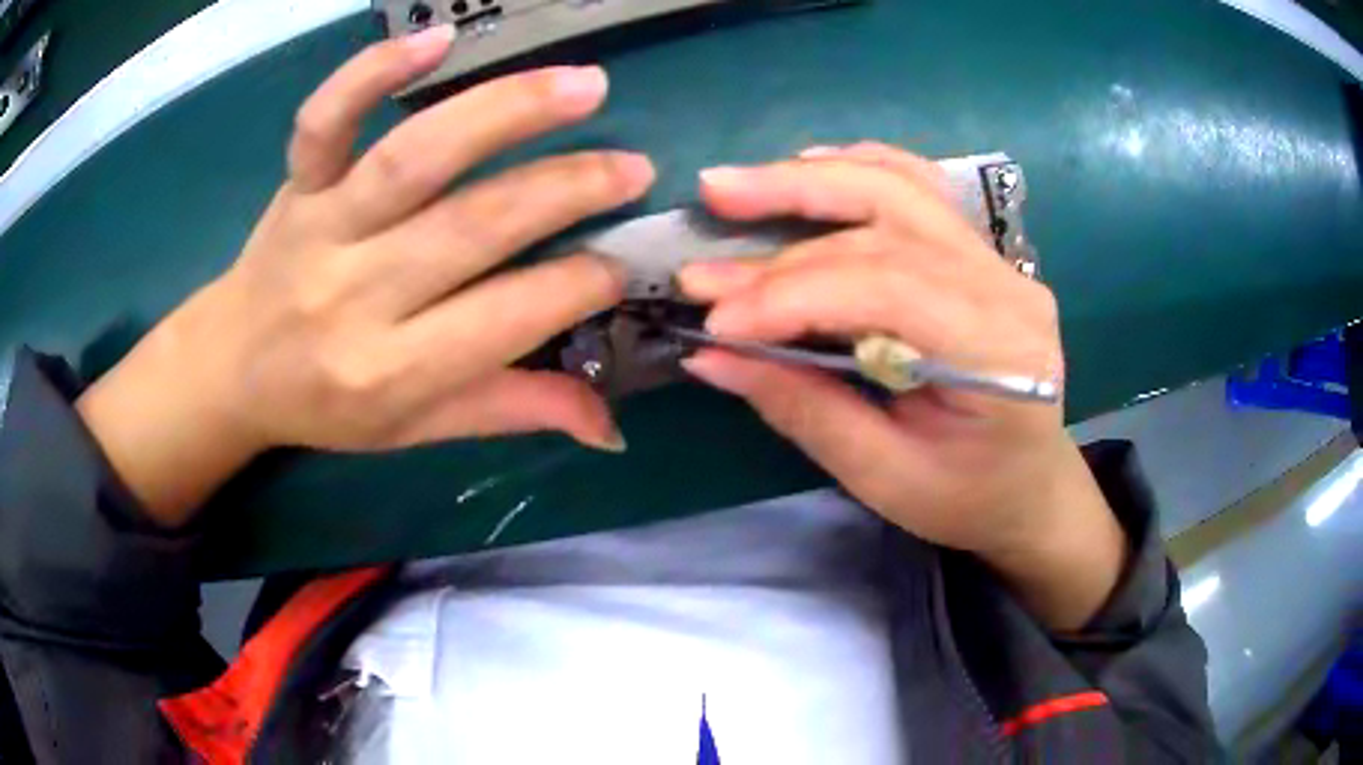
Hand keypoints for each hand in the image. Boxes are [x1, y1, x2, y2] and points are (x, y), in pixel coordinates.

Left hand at [76, 28, 654, 524]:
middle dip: (566, 190)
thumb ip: (513, 411)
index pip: (508, 319)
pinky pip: (325, 121)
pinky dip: (374, 71)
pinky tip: (439, 40)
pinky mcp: (296, 184)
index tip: (624, 262)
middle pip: (472, 226)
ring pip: (414, 157)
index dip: (578, 285)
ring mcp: (320, 228)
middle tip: (632, 166)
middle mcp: (355, 296)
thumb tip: (612, 427)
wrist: (232, 369)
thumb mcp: (418, 429)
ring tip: (585, 86)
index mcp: (391, 372)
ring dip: (505, 112)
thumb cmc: (327, 405)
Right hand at [678, 143, 1125, 629]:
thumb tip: (710, 355)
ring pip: (900, 187)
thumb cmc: (967, 497)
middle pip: (888, 221)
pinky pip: (916, 190)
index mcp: (997, 352)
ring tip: (740, 183)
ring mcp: (996, 260)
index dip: (791, 294)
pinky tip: (808, 168)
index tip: (715, 318)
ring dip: (813, 178)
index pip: (885, 289)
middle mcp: (1004, 285)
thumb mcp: (883, 477)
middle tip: (712, 201)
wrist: (1030, 486)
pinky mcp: (978, 252)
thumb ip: (801, 408)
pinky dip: (856, 172)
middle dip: (788, 214)